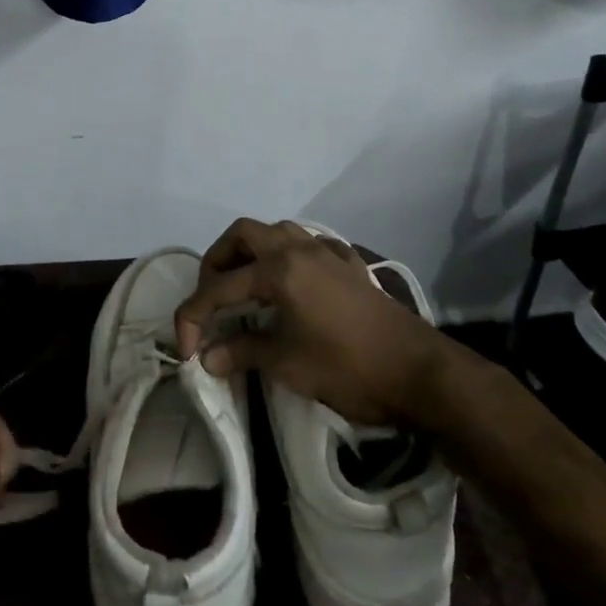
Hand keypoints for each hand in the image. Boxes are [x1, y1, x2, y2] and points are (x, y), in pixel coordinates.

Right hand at [174, 219, 448, 424]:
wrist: (419, 372)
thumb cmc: (348, 368)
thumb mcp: (288, 365)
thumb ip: (243, 353)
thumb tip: (208, 358)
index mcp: (279, 269)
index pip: (220, 288)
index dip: (194, 316)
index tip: (187, 348)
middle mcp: (299, 248)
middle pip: (243, 235)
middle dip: (217, 262)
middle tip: (212, 297)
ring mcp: (327, 252)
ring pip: (277, 232)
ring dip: (252, 252)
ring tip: (245, 286)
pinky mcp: (349, 265)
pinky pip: (309, 245)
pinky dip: (288, 257)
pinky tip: (290, 285)